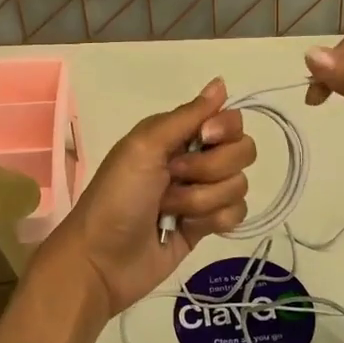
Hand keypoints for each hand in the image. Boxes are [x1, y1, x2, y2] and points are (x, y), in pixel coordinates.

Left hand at [30, 78, 256, 317]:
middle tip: (175, 178)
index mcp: (177, 134)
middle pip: (242, 151)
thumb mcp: (144, 147)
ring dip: (201, 199)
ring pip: (238, 185)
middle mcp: (194, 158)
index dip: (223, 130)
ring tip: (169, 209)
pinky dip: (213, 220)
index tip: (204, 139)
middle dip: (210, 169)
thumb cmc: (117, 196)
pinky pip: (236, 213)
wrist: (102, 260)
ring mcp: (202, 193)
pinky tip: (187, 227)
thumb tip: (221, 82)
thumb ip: (186, 116)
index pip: (229, 120)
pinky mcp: (207, 225)